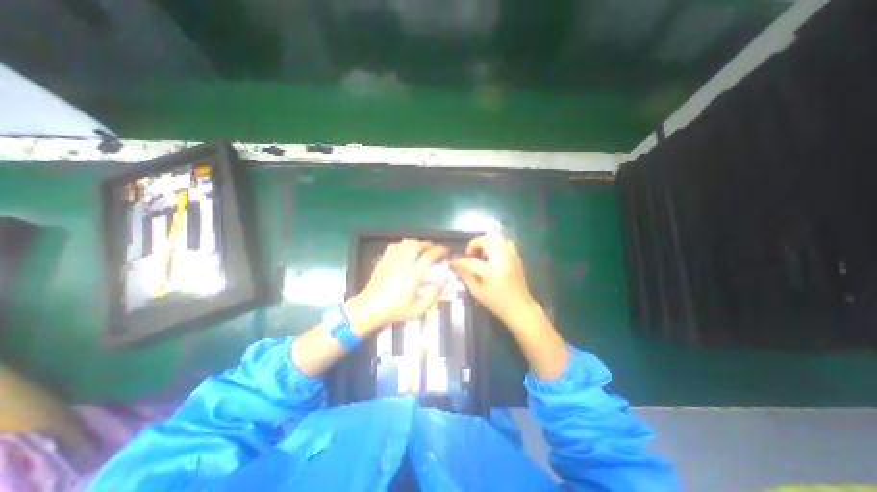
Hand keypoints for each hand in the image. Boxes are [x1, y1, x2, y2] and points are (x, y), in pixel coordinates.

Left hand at [346, 240, 447, 336]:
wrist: (371, 308)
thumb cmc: (396, 309)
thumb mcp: (418, 309)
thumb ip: (432, 295)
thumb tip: (442, 283)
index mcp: (414, 274)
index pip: (429, 255)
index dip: (439, 250)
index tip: (444, 251)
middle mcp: (404, 263)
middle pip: (418, 245)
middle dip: (428, 245)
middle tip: (434, 250)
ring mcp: (392, 260)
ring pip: (406, 243)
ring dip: (417, 243)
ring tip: (421, 249)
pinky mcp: (384, 260)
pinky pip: (394, 246)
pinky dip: (403, 245)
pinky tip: (405, 250)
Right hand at [448, 235, 538, 323]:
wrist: (518, 306)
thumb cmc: (496, 302)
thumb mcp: (477, 291)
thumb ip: (465, 276)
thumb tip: (455, 265)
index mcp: (490, 271)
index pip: (470, 261)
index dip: (458, 261)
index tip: (452, 262)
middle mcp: (501, 259)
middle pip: (485, 241)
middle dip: (474, 244)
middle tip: (470, 253)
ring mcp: (511, 256)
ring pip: (497, 237)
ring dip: (486, 241)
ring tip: (481, 252)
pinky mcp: (516, 256)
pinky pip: (506, 242)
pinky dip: (497, 243)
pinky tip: (492, 253)